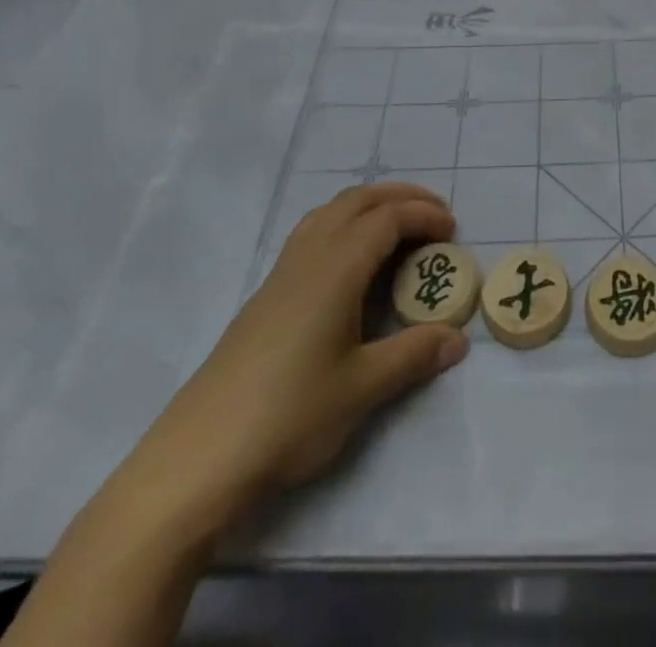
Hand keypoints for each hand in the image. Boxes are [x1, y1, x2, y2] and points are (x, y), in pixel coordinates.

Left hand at [118, 182, 468, 537]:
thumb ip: (413, 355)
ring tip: (397, 230)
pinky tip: (351, 266)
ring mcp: (281, 274)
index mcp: (336, 268)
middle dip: (400, 197)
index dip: (424, 215)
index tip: (453, 231)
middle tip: (435, 215)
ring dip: (369, 207)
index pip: (387, 218)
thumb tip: (458, 340)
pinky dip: (343, 227)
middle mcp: (308, 257)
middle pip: (358, 201)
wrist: (197, 459)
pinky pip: (312, 234)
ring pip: (330, 212)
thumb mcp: (362, 388)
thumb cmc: (288, 416)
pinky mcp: (265, 296)